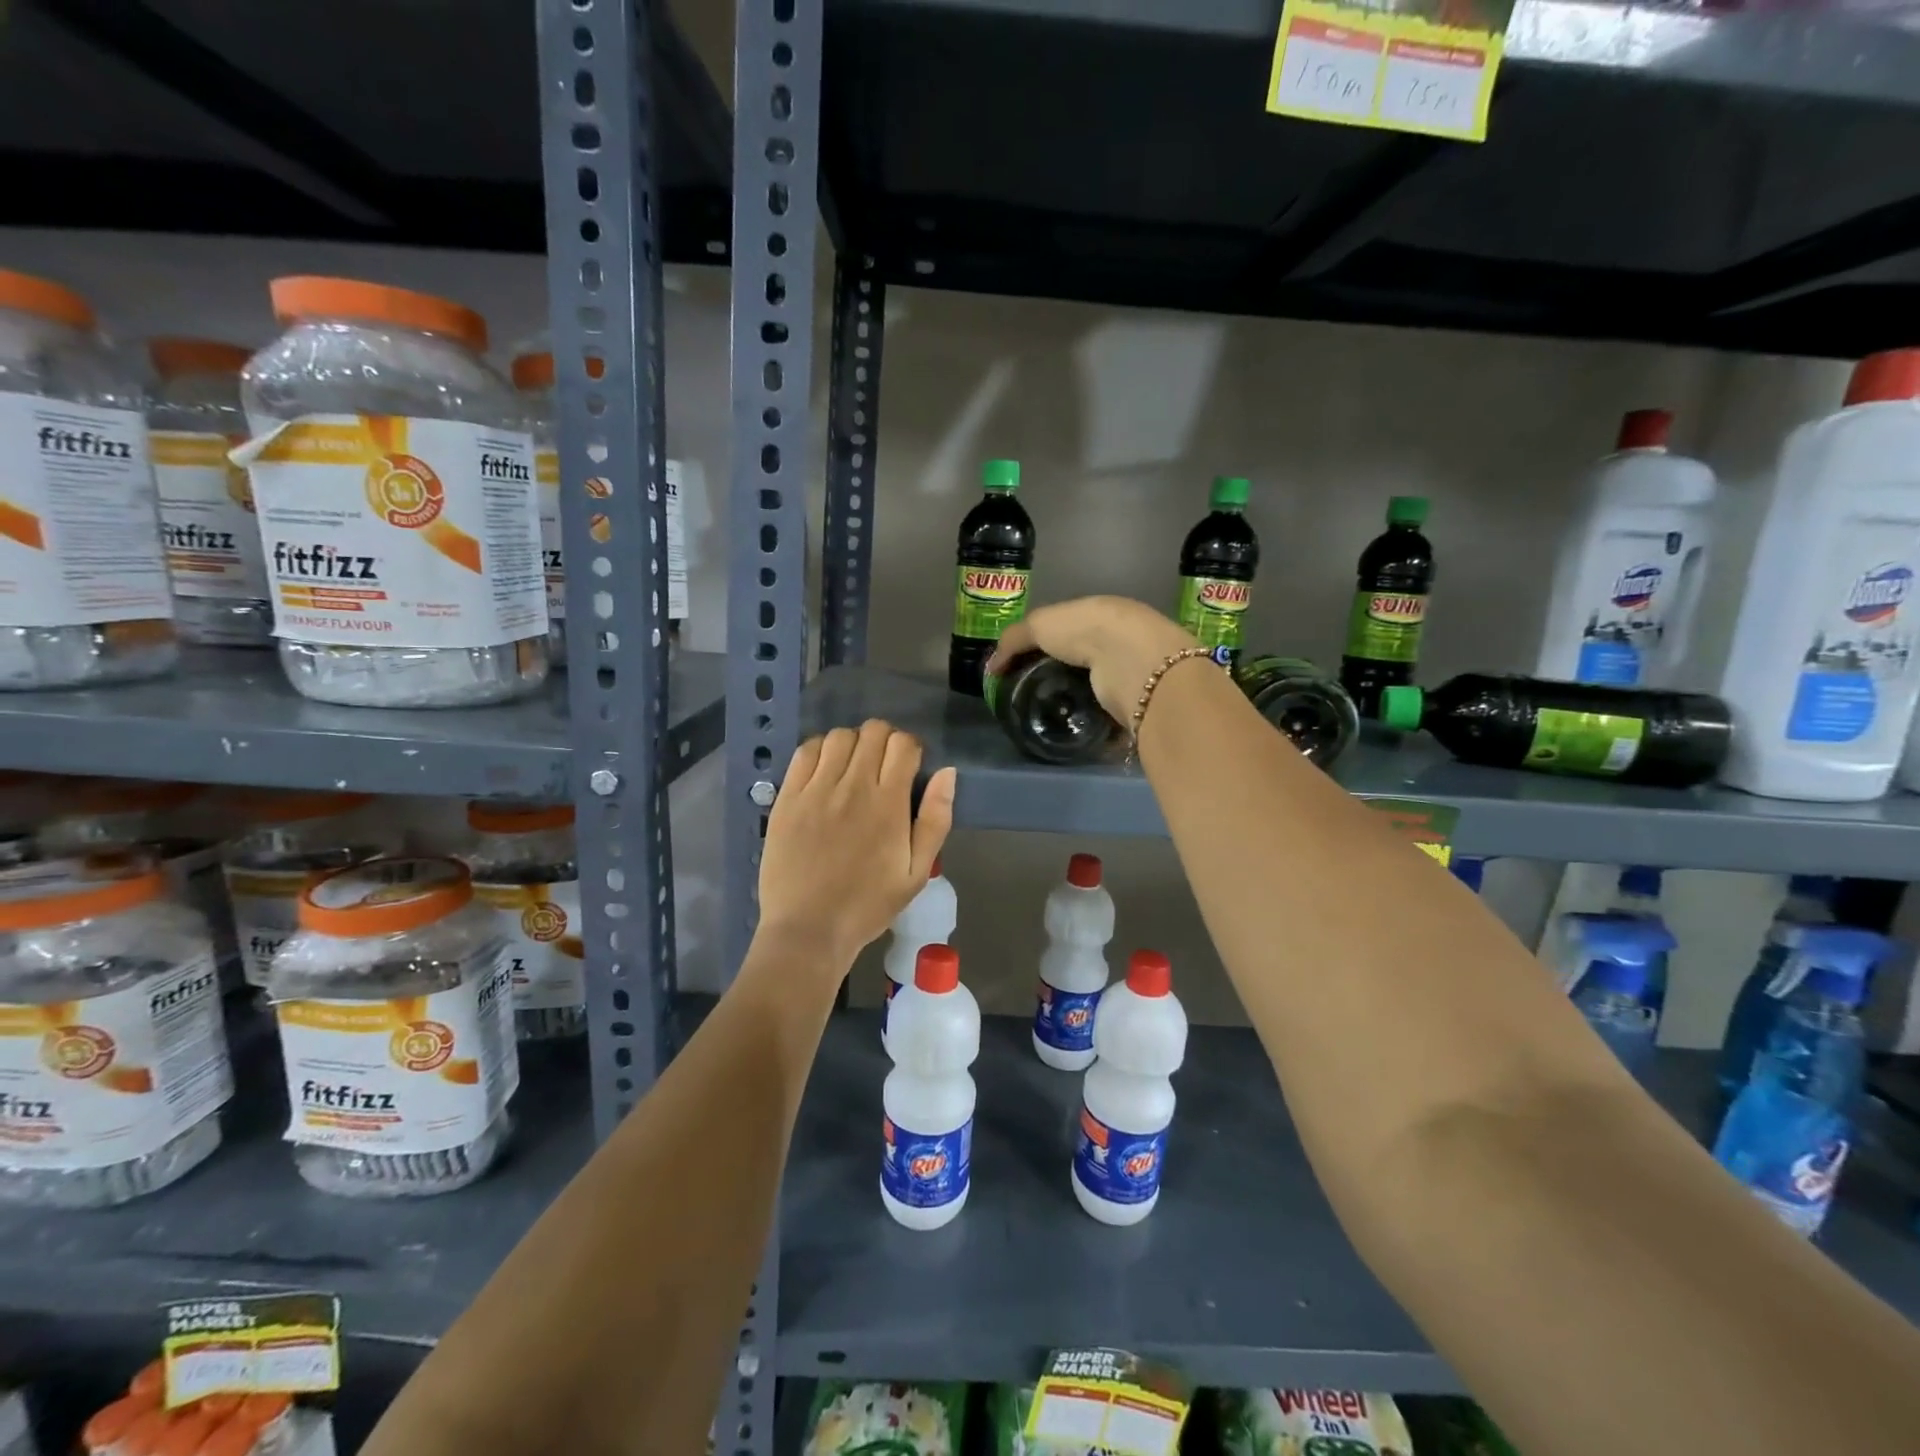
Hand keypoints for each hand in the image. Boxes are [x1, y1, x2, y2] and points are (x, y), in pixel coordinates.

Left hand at [757, 719, 956, 970]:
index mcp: (889, 804)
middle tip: (882, 767)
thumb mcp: (917, 872)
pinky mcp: (788, 797)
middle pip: (873, 731)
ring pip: (839, 736)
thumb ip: (936, 820)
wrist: (809, 929)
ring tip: (853, 768)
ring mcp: (816, 789)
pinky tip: (825, 771)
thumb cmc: (868, 905)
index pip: (904, 744)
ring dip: (853, 743)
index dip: (911, 748)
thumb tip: (947, 773)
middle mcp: (853, 786)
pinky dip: (820, 750)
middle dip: (885, 741)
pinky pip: (805, 752)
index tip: (908, 768)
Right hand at [988, 596, 1196, 722]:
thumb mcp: (1038, 625)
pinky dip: (1097, 726)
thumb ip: (1013, 641)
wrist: (1130, 659)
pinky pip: (1113, 717)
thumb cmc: (1083, 630)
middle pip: (1086, 661)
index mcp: (1099, 614)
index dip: (1047, 645)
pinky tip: (1077, 733)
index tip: (1025, 668)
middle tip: (1035, 697)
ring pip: (1101, 690)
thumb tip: (991, 667)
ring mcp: (1132, 672)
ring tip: (1053, 719)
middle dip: (1064, 677)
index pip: (1069, 629)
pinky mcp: (1137, 703)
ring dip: (1082, 703)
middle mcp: (1120, 641)